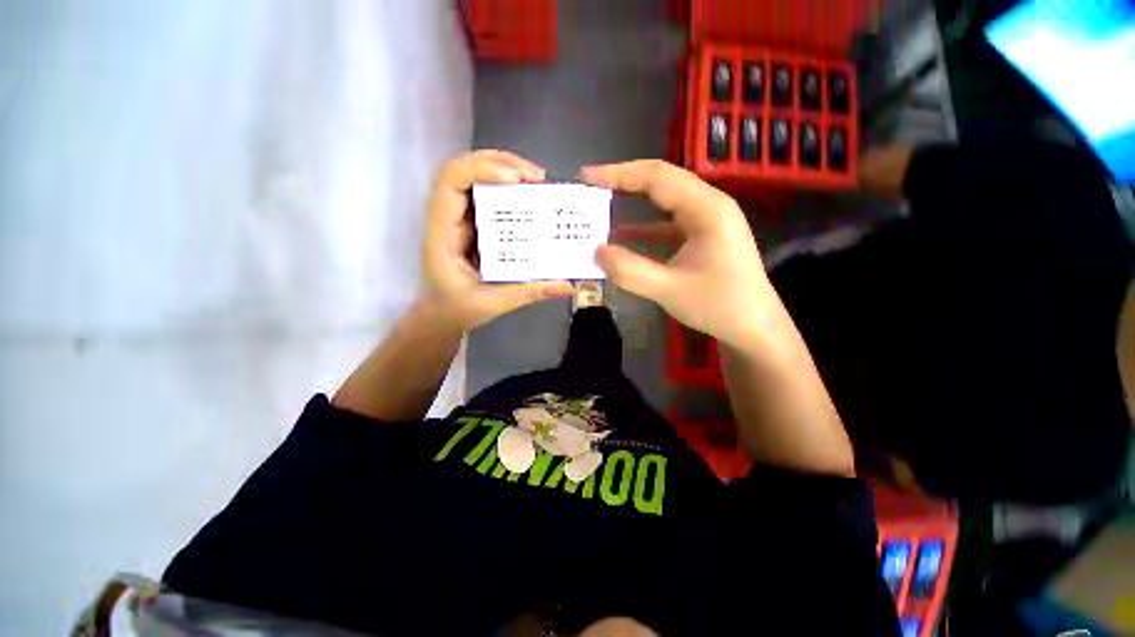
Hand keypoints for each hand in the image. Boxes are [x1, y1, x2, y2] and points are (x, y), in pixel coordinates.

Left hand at [422, 150, 574, 329]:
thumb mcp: (494, 302)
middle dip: (501, 163)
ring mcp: (459, 217)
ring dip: (505, 169)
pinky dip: (506, 186)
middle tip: (537, 177)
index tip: (517, 181)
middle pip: (464, 169)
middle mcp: (447, 217)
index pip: (451, 182)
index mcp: (443, 234)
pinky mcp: (472, 222)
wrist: (442, 315)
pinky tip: (529, 194)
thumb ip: (530, 292)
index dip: (482, 170)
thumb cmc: (458, 308)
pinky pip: (485, 193)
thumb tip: (567, 286)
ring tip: (537, 180)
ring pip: (474, 176)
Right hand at [581, 160, 773, 350]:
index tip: (587, 177)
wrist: (755, 328)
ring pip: (664, 201)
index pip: (657, 177)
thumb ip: (630, 270)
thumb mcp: (670, 290)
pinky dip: (644, 226)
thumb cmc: (719, 306)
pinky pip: (668, 223)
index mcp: (707, 209)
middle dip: (623, 182)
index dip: (619, 173)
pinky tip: (623, 234)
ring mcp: (708, 221)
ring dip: (633, 203)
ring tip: (601, 206)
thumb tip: (596, 251)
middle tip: (590, 187)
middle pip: (662, 182)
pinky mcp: (703, 236)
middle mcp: (710, 205)